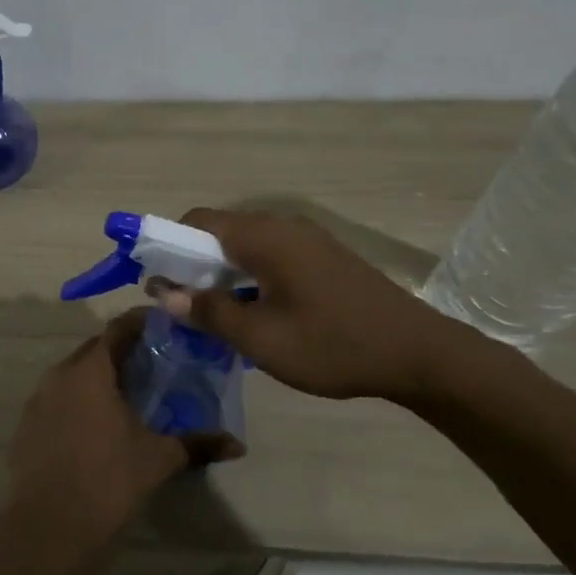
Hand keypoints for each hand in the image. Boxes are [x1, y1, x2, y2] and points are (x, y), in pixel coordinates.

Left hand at [3, 310, 189, 574]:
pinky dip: (80, 400)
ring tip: (130, 393)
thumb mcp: (158, 459)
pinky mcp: (27, 425)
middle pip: (95, 349)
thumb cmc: (107, 481)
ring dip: (100, 376)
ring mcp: (38, 399)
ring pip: (74, 374)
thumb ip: (197, 444)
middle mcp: (60, 374)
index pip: (118, 329)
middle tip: (154, 362)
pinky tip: (98, 424)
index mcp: (91, 370)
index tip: (165, 326)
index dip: (142, 323)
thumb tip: (237, 444)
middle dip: (123, 350)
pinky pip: (58, 398)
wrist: (48, 528)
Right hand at [154, 208, 473, 403]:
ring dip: (220, 273)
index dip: (167, 245)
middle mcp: (282, 226)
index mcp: (263, 236)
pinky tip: (254, 313)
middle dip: (191, 263)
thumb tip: (165, 294)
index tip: (155, 281)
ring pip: (244, 245)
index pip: (197, 220)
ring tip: (215, 315)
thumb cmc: (334, 345)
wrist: (419, 354)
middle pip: (219, 231)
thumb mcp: (262, 339)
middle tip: (182, 305)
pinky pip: (269, 256)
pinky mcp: (322, 257)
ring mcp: (306, 240)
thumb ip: (209, 312)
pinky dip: (247, 276)